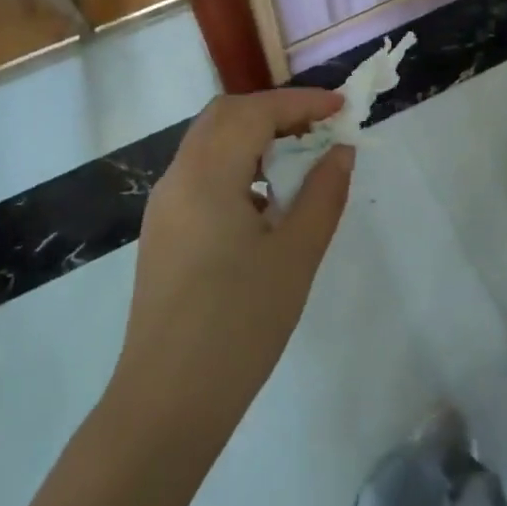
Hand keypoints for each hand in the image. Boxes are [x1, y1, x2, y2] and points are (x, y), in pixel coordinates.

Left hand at [109, 88, 354, 463]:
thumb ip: (323, 194)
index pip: (254, 111)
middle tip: (320, 127)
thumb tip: (340, 152)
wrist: (166, 404)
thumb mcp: (296, 256)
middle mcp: (178, 178)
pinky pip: (202, 173)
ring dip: (255, 136)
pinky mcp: (163, 231)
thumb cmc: (239, 325)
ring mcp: (165, 206)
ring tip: (300, 159)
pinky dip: (238, 164)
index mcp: (206, 176)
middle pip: (225, 116)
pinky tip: (267, 200)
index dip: (301, 102)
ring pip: (210, 142)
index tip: (342, 108)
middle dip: (275, 111)